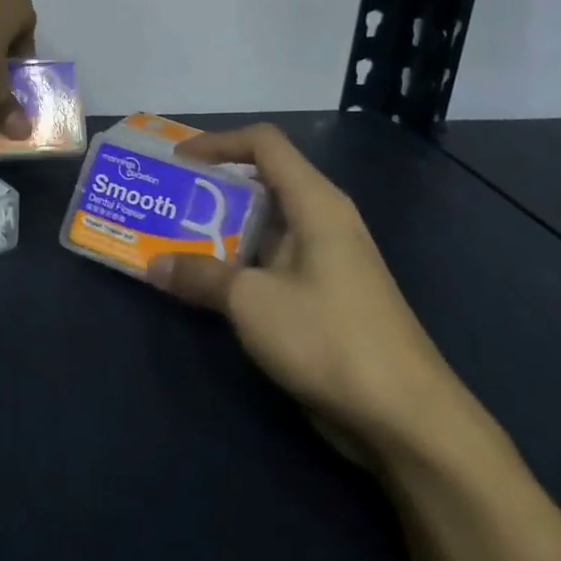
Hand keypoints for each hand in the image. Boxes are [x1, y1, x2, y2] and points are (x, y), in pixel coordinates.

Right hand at [147, 124, 480, 466]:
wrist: (406, 418)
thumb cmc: (329, 338)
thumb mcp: (251, 302)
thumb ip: (199, 275)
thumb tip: (154, 265)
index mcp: (315, 203)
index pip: (264, 144)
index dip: (218, 142)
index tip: (176, 161)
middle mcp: (322, 221)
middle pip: (261, 182)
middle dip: (210, 189)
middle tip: (165, 202)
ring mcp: (325, 260)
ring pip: (263, 226)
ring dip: (218, 230)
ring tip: (171, 240)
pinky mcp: (323, 296)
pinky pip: (270, 262)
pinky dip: (236, 263)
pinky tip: (205, 284)